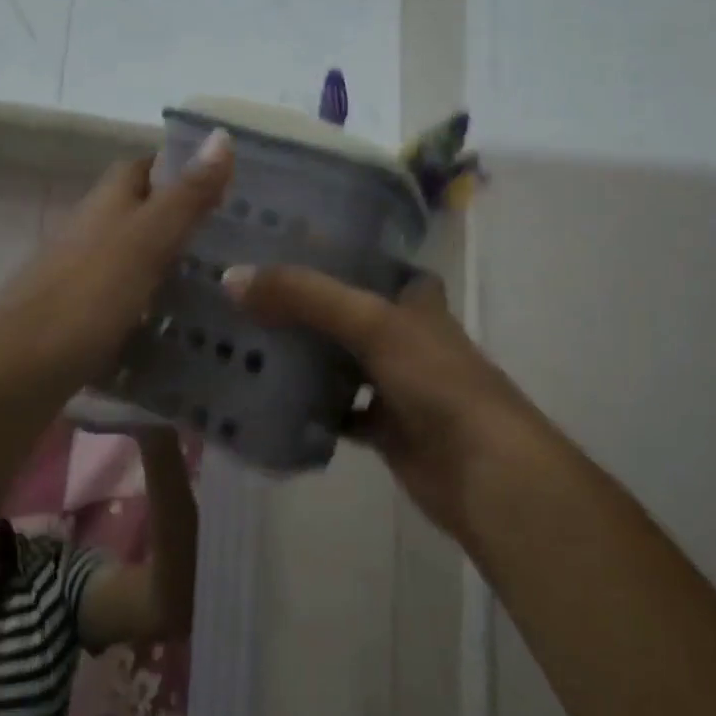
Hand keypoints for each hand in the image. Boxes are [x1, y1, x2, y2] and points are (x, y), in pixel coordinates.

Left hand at [0, 131, 233, 400]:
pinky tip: (188, 334)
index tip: (227, 182)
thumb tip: (222, 134)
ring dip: (173, 270)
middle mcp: (92, 235)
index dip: (179, 168)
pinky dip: (156, 315)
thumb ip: (186, 196)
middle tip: (241, 241)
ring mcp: (83, 281)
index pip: (143, 168)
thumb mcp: (146, 240)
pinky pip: (128, 309)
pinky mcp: (81, 324)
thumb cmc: (85, 296)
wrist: (14, 373)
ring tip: (228, 287)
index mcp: (106, 205)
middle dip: (185, 223)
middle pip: (142, 216)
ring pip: (136, 264)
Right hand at [222, 264, 548, 536]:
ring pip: (339, 361)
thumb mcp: (372, 323)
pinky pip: (337, 410)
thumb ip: (306, 297)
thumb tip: (232, 277)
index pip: (368, 262)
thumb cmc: (436, 380)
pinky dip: (309, 408)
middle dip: (302, 305)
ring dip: (302, 355)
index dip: (330, 251)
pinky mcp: (384, 426)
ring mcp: (395, 382)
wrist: (483, 471)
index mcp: (413, 299)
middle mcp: (404, 334)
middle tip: (245, 293)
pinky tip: (269, 400)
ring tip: (244, 338)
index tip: (279, 243)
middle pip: (346, 312)